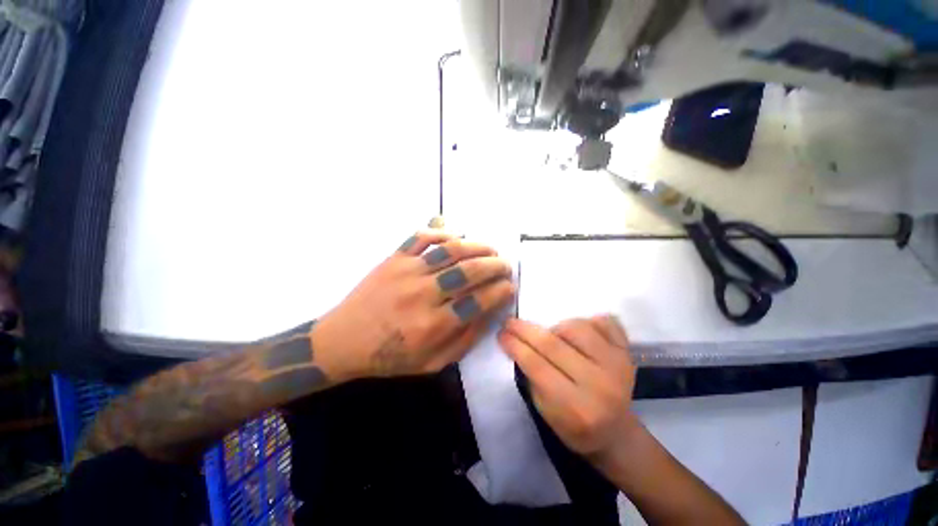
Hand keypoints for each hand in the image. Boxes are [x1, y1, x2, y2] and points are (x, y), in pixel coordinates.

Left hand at [312, 230, 514, 379]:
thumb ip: (465, 339)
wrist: (343, 341)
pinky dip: (443, 232)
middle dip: (496, 266)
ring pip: (450, 250)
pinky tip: (457, 236)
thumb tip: (490, 312)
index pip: (479, 301)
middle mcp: (422, 295)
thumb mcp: (432, 363)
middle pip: (469, 271)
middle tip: (506, 266)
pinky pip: (422, 237)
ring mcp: (407, 271)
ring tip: (490, 250)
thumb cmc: (389, 357)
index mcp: (433, 326)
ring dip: (477, 246)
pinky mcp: (394, 258)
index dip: (501, 291)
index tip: (510, 287)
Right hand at [498, 316, 636, 456]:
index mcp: (577, 408)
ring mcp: (618, 366)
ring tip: (552, 336)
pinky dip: (588, 321)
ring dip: (556, 327)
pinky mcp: (628, 353)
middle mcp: (600, 385)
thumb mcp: (545, 413)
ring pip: (577, 327)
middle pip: (553, 345)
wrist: (616, 433)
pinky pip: (605, 322)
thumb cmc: (575, 427)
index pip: (537, 366)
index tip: (501, 334)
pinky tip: (578, 333)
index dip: (515, 346)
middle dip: (525, 330)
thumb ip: (532, 379)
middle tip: (510, 322)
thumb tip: (518, 343)